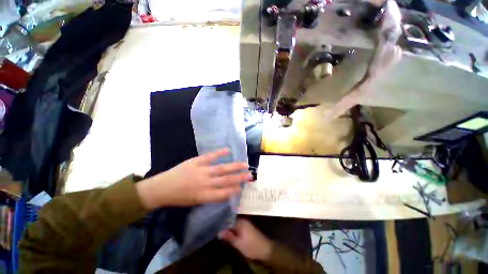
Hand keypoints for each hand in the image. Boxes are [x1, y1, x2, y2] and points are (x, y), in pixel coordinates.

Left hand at [136, 148, 252, 208]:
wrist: (162, 188)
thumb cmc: (179, 197)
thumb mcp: (196, 201)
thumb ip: (211, 196)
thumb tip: (225, 191)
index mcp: (205, 195)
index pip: (225, 193)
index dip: (235, 190)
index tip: (243, 187)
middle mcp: (206, 183)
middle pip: (226, 180)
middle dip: (240, 178)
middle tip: (250, 175)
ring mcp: (202, 170)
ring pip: (222, 168)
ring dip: (234, 166)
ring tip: (244, 164)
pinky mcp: (197, 161)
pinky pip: (210, 156)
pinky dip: (219, 153)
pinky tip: (228, 150)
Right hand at [219, 218, 272, 260]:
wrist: (265, 249)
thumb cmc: (251, 246)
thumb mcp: (238, 243)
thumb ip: (229, 237)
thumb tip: (219, 232)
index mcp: (241, 222)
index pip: (228, 220)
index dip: (222, 225)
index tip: (215, 228)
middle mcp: (243, 220)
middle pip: (232, 221)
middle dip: (225, 226)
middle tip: (217, 231)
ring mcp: (246, 224)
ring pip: (235, 224)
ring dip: (229, 228)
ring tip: (221, 232)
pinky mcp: (248, 228)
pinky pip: (238, 227)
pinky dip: (234, 230)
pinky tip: (230, 234)